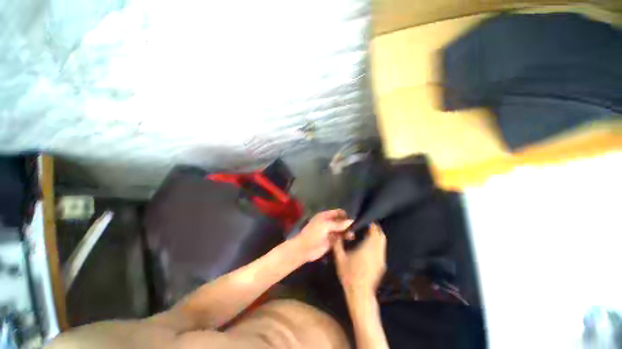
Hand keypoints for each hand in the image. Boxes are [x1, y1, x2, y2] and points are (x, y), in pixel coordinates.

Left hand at [293, 209, 352, 262]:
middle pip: (340, 221)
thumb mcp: (326, 226)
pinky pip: (340, 239)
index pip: (338, 212)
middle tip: (357, 228)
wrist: (305, 249)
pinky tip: (351, 240)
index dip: (345, 215)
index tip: (354, 219)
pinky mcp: (331, 242)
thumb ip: (339, 224)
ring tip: (354, 235)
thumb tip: (352, 221)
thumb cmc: (314, 234)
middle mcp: (328, 223)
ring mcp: (330, 232)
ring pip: (341, 230)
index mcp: (325, 216)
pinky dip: (345, 239)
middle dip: (348, 224)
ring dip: (347, 232)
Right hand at [333, 223, 386, 294]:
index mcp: (367, 248)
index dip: (372, 225)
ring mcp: (381, 259)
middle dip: (376, 229)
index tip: (367, 221)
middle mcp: (377, 252)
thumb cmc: (349, 275)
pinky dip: (378, 244)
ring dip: (377, 237)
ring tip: (368, 234)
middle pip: (381, 236)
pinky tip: (369, 247)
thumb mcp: (340, 258)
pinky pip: (382, 250)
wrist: (360, 294)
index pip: (374, 232)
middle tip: (368, 226)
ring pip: (383, 243)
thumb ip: (337, 244)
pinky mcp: (382, 265)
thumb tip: (333, 234)